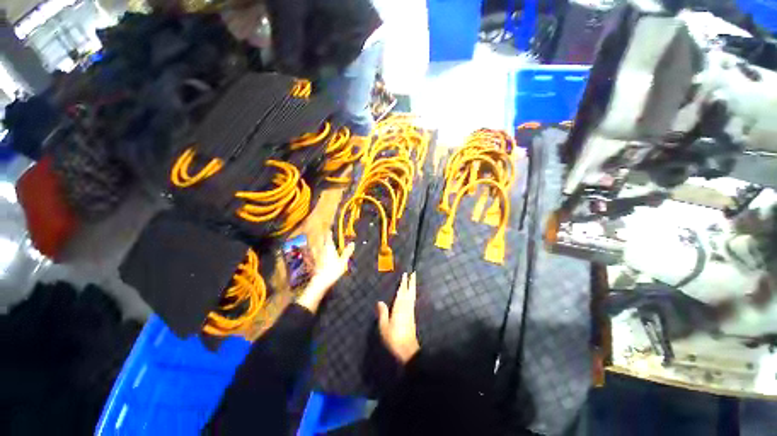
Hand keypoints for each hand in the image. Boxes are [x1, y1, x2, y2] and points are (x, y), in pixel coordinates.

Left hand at [297, 231, 354, 312]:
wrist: (320, 282)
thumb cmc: (332, 270)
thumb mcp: (343, 261)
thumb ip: (347, 252)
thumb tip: (352, 243)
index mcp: (329, 247)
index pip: (328, 236)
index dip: (330, 230)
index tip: (331, 226)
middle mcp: (323, 249)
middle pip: (323, 239)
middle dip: (326, 235)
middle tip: (330, 231)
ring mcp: (319, 254)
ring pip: (320, 244)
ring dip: (323, 241)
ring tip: (328, 240)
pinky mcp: (317, 260)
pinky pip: (319, 251)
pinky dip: (321, 248)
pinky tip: (324, 251)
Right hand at [377, 272, 420, 363]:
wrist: (408, 350)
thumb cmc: (394, 338)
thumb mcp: (384, 327)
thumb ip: (383, 313)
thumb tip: (380, 301)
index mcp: (399, 308)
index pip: (401, 292)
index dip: (403, 283)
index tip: (406, 274)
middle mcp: (406, 307)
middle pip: (410, 292)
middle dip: (411, 282)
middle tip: (413, 273)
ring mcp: (410, 312)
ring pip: (412, 296)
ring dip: (412, 287)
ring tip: (413, 281)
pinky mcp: (412, 317)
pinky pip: (412, 301)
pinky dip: (412, 295)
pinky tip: (411, 295)